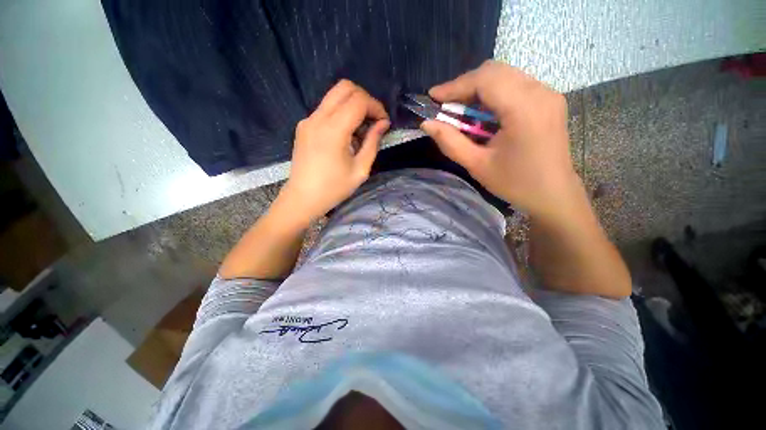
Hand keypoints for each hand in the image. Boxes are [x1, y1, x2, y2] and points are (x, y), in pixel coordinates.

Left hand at [280, 80, 389, 224]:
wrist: (303, 198)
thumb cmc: (334, 188)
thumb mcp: (360, 169)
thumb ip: (373, 143)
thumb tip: (383, 124)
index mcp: (333, 130)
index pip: (358, 100)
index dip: (376, 107)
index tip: (384, 123)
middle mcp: (317, 118)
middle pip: (345, 87)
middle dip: (365, 99)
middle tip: (373, 120)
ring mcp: (308, 120)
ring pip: (334, 95)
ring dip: (353, 105)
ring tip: (361, 130)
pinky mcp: (304, 125)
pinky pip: (326, 108)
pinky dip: (341, 113)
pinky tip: (345, 135)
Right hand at [421, 61, 578, 220]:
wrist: (553, 193)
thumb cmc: (514, 183)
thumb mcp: (476, 165)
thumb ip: (450, 142)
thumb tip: (426, 124)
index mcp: (523, 109)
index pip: (485, 79)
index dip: (455, 85)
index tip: (433, 96)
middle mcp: (540, 92)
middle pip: (495, 71)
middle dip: (465, 85)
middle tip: (447, 106)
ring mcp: (548, 94)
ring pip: (505, 75)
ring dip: (479, 89)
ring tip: (462, 111)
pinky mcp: (549, 99)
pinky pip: (516, 84)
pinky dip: (493, 93)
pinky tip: (483, 114)